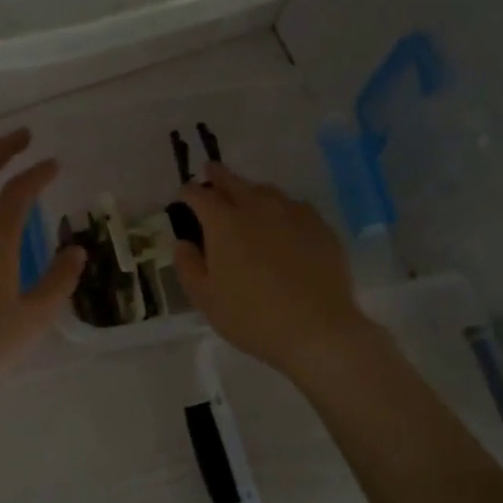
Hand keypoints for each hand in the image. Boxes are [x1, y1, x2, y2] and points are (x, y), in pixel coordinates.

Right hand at [173, 165, 377, 385]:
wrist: (317, 329)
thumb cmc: (252, 317)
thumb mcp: (206, 299)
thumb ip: (188, 266)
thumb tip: (182, 242)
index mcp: (224, 223)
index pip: (199, 195)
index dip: (188, 192)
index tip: (184, 195)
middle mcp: (257, 207)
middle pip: (234, 181)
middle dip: (218, 176)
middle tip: (211, 173)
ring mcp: (292, 213)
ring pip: (266, 191)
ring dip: (250, 191)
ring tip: (246, 199)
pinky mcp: (319, 226)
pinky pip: (294, 207)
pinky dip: (280, 208)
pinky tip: (282, 222)